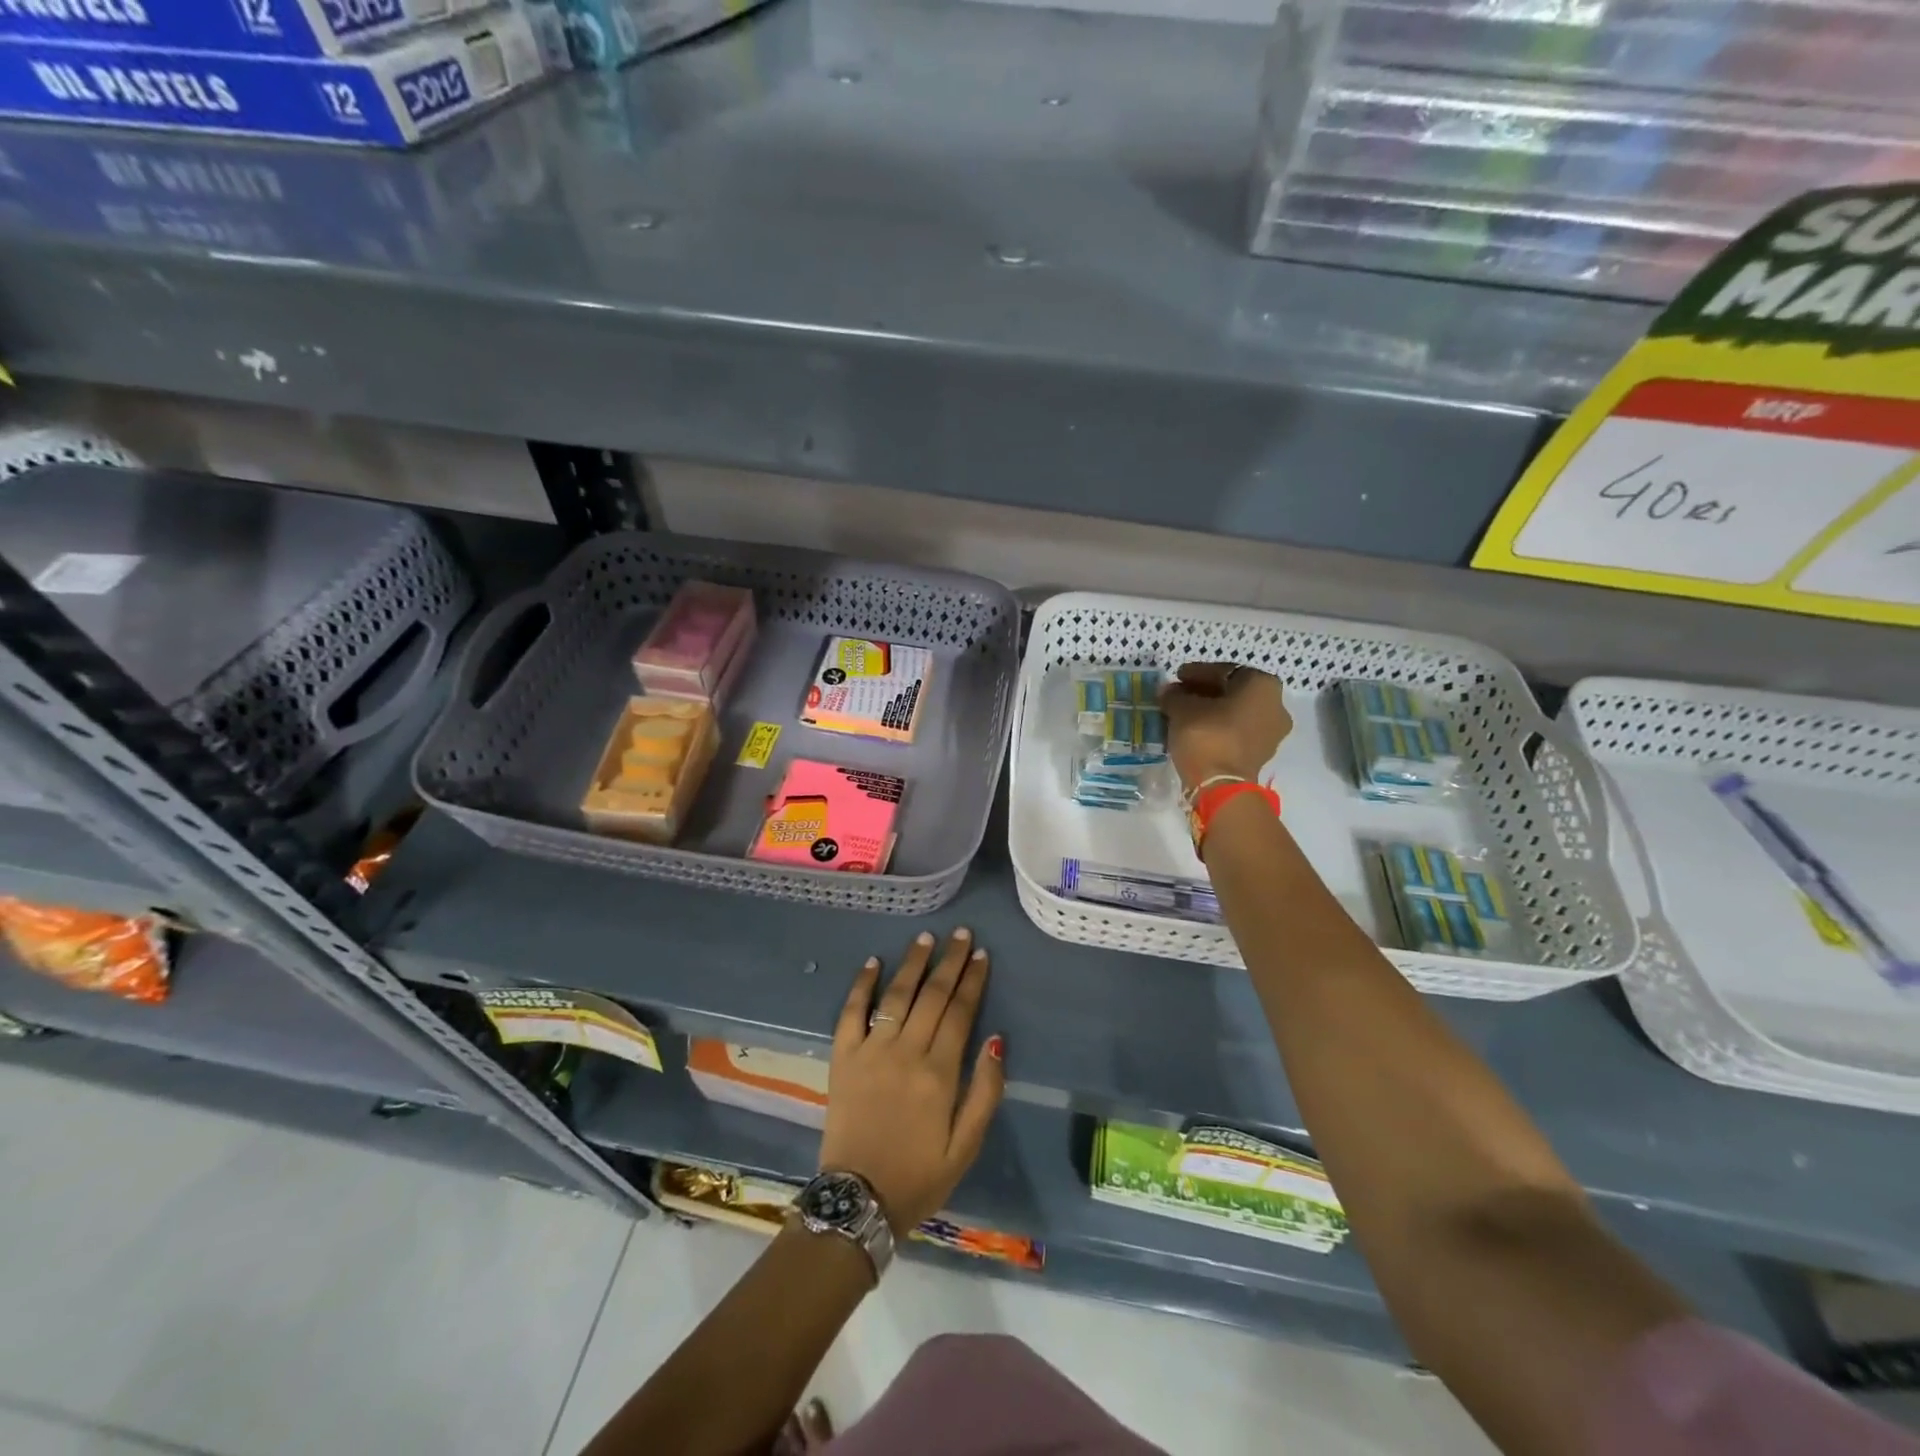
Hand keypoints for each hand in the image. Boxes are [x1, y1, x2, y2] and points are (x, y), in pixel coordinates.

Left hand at [822, 928, 1005, 1235]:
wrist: (858, 1202)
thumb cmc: (919, 1177)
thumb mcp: (966, 1146)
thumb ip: (985, 1091)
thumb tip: (996, 1039)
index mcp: (939, 1073)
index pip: (960, 1012)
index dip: (972, 980)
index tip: (981, 954)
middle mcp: (906, 1052)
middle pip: (932, 996)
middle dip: (949, 961)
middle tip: (960, 933)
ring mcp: (870, 1051)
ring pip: (895, 996)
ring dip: (912, 964)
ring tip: (925, 938)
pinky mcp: (842, 1058)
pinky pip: (851, 1013)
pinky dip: (861, 986)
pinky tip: (873, 963)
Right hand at [1160, 663, 1291, 792]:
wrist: (1221, 786)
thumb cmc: (1206, 735)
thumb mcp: (1182, 709)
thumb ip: (1175, 695)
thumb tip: (1169, 692)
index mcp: (1262, 684)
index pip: (1224, 671)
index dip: (1196, 673)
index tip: (1176, 677)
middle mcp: (1276, 704)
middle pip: (1233, 692)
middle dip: (1204, 692)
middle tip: (1178, 695)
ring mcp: (1273, 732)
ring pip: (1236, 713)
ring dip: (1212, 711)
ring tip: (1184, 714)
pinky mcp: (1262, 753)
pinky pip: (1238, 732)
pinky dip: (1219, 728)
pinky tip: (1196, 730)